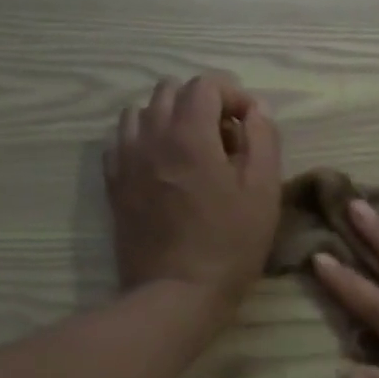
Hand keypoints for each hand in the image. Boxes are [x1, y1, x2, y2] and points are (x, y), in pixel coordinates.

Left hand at [107, 75, 281, 308]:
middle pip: (170, 91)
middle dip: (202, 103)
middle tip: (225, 137)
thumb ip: (263, 138)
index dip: (234, 95)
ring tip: (192, 149)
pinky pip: (122, 141)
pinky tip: (164, 165)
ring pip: (141, 112)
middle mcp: (151, 136)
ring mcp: (126, 159)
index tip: (250, 124)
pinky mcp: (114, 183)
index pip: (206, 84)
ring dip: (170, 118)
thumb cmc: (230, 242)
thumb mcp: (264, 189)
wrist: (177, 293)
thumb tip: (255, 110)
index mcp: (190, 134)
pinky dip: (144, 140)